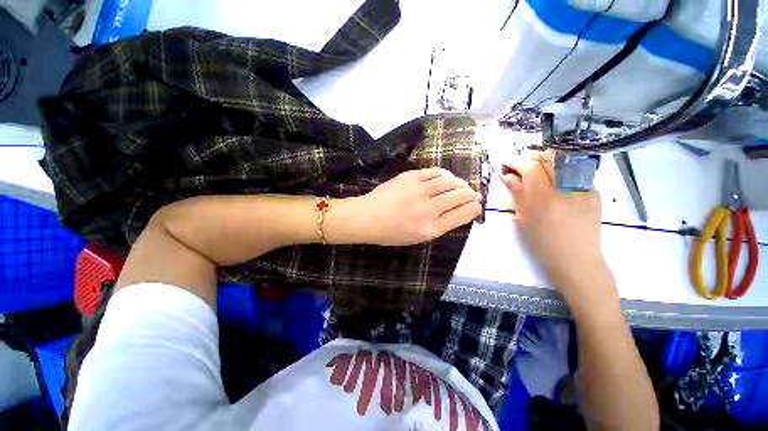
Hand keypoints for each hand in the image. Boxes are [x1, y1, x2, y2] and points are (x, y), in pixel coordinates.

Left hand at [343, 168, 482, 245]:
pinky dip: (444, 174)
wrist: (368, 218)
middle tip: (474, 194)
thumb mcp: (417, 237)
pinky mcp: (411, 177)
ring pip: (450, 182)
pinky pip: (434, 172)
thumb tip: (456, 212)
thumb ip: (438, 226)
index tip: (477, 205)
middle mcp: (429, 209)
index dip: (474, 209)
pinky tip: (446, 176)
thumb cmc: (391, 233)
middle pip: (460, 196)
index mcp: (431, 228)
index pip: (462, 215)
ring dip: (460, 183)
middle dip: (471, 194)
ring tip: (461, 185)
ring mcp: (420, 191)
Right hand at [502, 151, 613, 300]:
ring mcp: (584, 189)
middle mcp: (566, 188)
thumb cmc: (542, 244)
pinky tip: (555, 187)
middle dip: (530, 159)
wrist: (577, 261)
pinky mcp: (594, 193)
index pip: (530, 167)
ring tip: (536, 175)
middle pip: (548, 159)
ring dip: (545, 164)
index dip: (516, 162)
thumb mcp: (523, 220)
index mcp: (544, 198)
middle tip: (519, 169)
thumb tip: (507, 176)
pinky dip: (561, 175)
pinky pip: (575, 174)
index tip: (506, 164)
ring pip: (562, 163)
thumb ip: (517, 194)